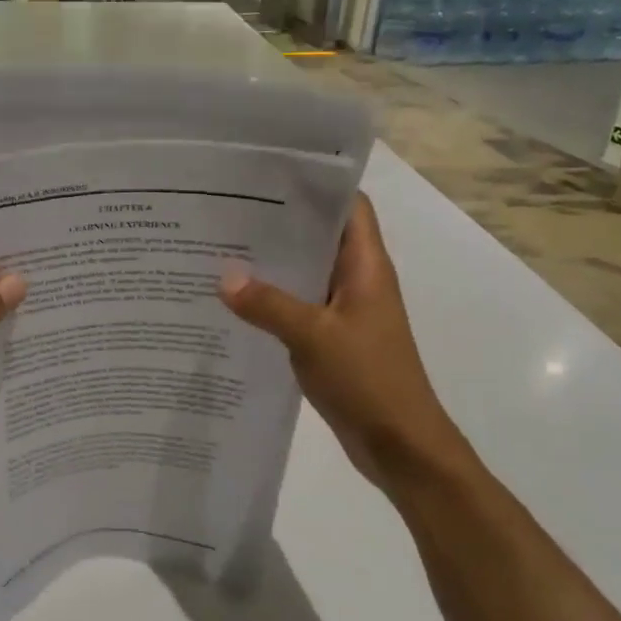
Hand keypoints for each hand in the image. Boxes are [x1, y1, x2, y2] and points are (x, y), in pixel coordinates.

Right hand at [219, 193, 475, 495]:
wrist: (400, 445)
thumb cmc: (369, 380)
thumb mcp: (314, 337)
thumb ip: (268, 304)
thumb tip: (222, 276)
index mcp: (366, 266)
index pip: (348, 207)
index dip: (316, 185)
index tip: (268, 174)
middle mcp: (356, 281)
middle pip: (319, 237)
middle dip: (279, 223)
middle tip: (227, 210)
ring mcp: (344, 311)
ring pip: (304, 274)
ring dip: (272, 264)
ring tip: (220, 248)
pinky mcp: (331, 339)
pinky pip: (297, 307)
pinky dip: (270, 300)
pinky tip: (233, 300)